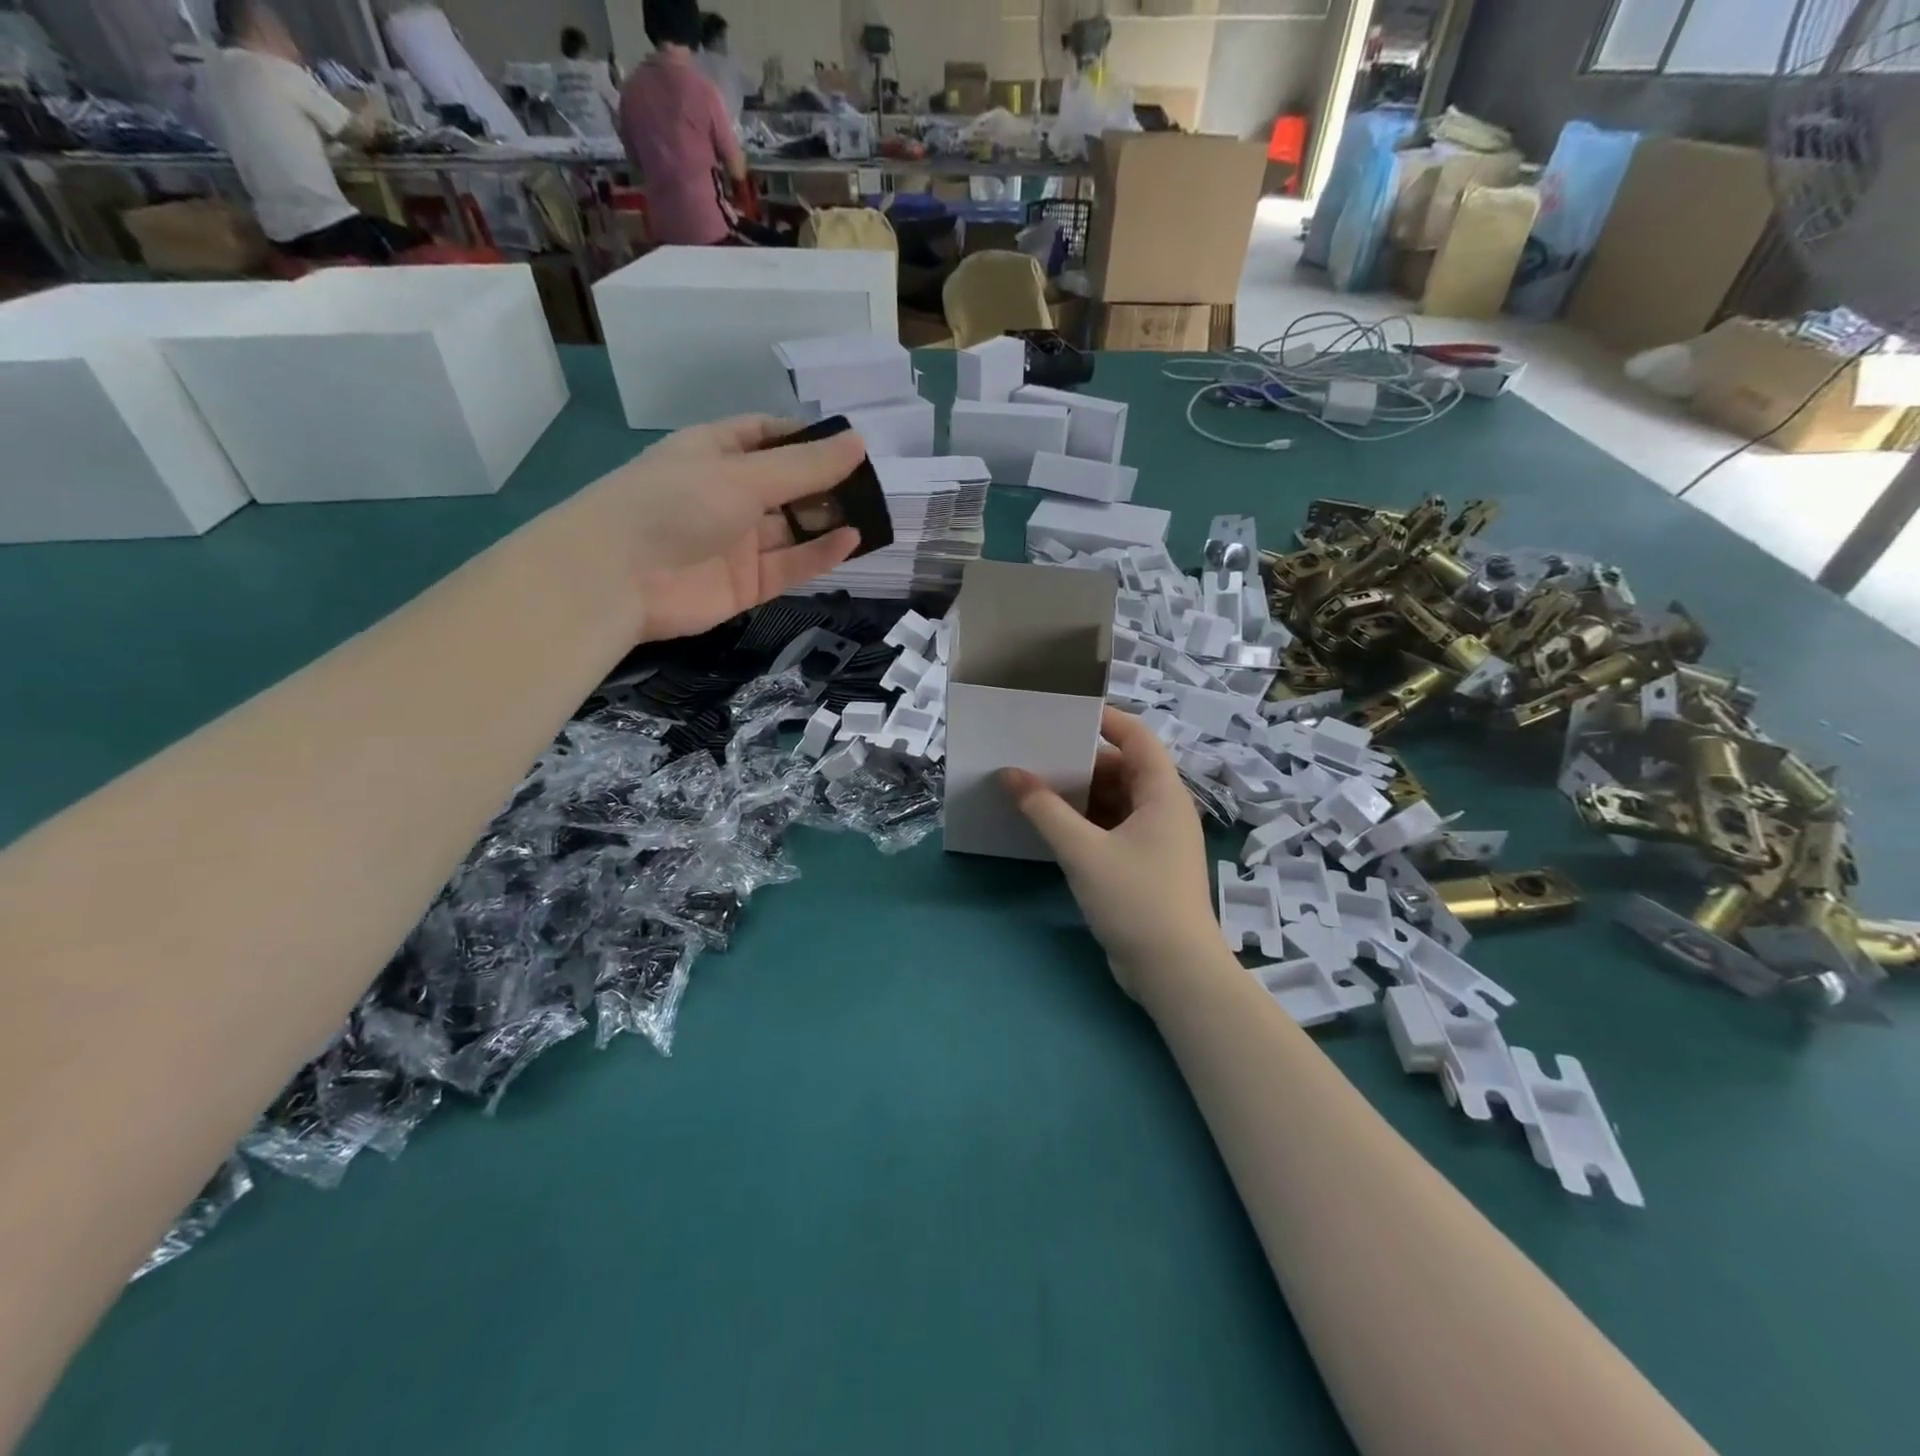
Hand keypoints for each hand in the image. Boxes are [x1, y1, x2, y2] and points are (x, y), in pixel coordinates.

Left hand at [588, 415, 865, 642]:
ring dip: (826, 520)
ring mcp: (736, 543)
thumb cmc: (675, 504)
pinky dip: (818, 555)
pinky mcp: (745, 585)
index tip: (847, 445)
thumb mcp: (743, 476)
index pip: (765, 436)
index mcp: (714, 453)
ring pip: (791, 529)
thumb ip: (804, 467)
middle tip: (870, 484)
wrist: (617, 579)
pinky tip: (851, 540)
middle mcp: (727, 495)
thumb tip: (859, 442)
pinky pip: (789, 566)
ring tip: (871, 512)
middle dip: (824, 483)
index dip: (804, 438)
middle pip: (785, 485)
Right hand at [999, 708, 1218, 1000]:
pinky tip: (1052, 827)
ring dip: (1079, 796)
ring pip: (1114, 802)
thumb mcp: (1083, 851)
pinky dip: (1085, 823)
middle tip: (1035, 755)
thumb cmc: (1136, 900)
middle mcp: (1163, 810)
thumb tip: (1009, 774)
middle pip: (1122, 769)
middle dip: (1080, 763)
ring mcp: (1156, 840)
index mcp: (1162, 794)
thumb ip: (1044, 810)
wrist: (1175, 973)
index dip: (1104, 719)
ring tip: (1035, 788)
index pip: (1137, 737)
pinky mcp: (1144, 866)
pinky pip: (1112, 829)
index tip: (1062, 713)